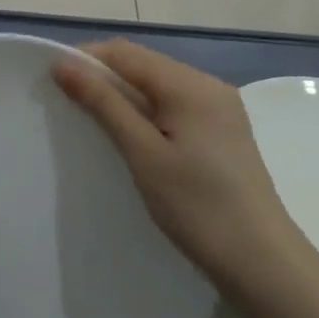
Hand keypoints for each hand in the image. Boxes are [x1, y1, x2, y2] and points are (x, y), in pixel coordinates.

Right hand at [53, 40, 299, 288]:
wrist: (264, 264)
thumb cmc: (198, 207)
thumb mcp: (143, 153)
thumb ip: (104, 104)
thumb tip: (63, 64)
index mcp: (189, 84)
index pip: (125, 53)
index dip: (86, 60)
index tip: (54, 83)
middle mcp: (208, 84)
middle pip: (143, 64)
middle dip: (104, 76)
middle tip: (70, 104)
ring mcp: (220, 107)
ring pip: (159, 84)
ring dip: (124, 94)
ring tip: (95, 121)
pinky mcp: (224, 130)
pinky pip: (175, 103)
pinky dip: (148, 110)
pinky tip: (134, 136)